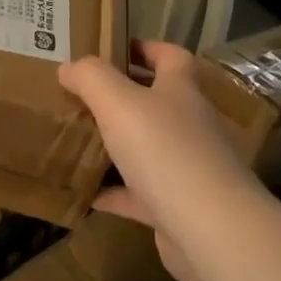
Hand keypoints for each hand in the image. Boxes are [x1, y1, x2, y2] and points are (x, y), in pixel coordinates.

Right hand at [58, 41, 263, 280]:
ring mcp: (189, 170)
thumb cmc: (166, 151)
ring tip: (80, 140)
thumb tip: (69, 67)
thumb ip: (90, 77)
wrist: (212, 233)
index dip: (147, 48)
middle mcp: (190, 126)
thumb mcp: (117, 101)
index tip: (115, 48)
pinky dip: (115, 193)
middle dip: (124, 98)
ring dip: (118, 146)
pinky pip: (140, 195)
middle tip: (84, 95)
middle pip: (159, 103)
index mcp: (181, 92)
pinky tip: (87, 193)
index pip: (172, 57)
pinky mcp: (179, 210)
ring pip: (149, 149)